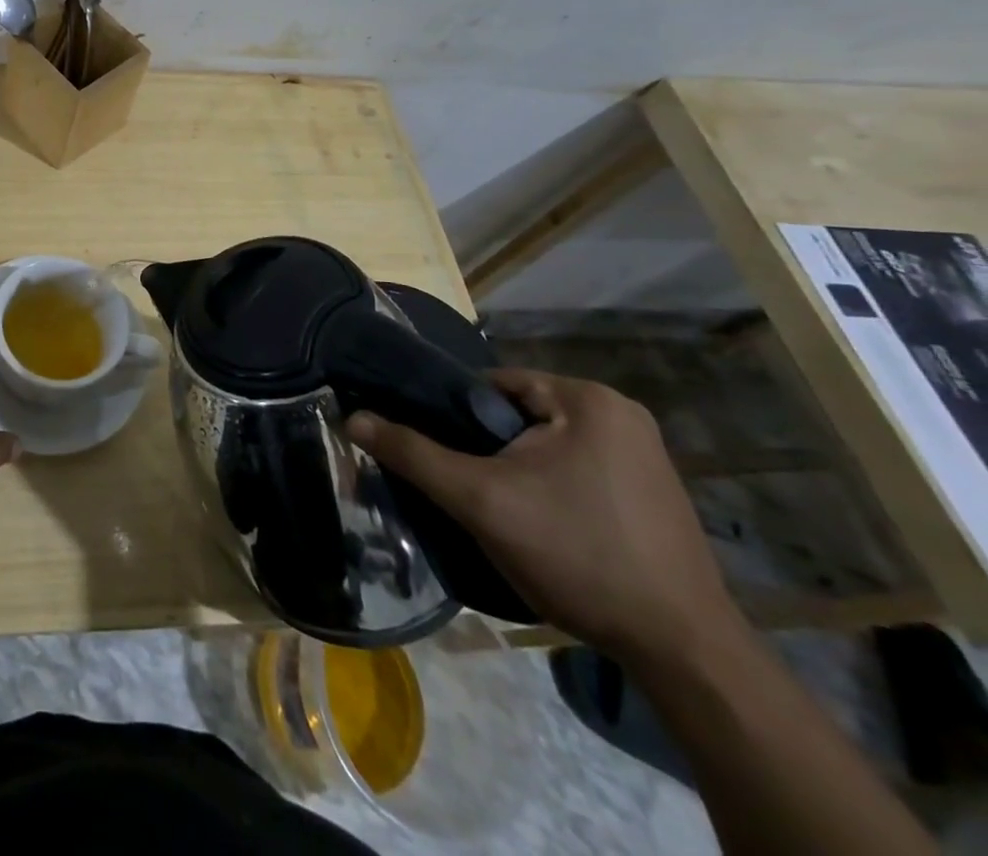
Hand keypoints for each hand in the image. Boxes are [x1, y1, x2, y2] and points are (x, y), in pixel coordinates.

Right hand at [347, 369, 739, 663]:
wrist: (684, 653)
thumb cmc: (578, 555)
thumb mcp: (480, 500)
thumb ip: (414, 453)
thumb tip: (352, 418)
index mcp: (589, 399)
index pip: (492, 385)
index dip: (453, 415)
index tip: (436, 452)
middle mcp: (621, 415)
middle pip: (517, 416)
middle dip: (485, 448)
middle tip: (463, 487)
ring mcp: (644, 456)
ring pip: (544, 446)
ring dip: (514, 471)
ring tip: (496, 509)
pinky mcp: (651, 494)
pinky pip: (575, 471)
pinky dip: (547, 489)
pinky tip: (540, 527)